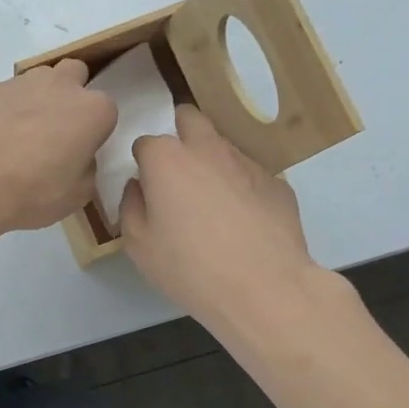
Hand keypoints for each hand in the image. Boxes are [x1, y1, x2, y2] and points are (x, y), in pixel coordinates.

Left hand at [0, 59, 116, 243]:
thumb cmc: (33, 190)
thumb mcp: (76, 195)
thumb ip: (85, 168)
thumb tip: (77, 158)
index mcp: (92, 110)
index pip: (105, 110)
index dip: (92, 129)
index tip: (79, 150)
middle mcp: (60, 85)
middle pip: (74, 74)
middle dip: (68, 94)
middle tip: (53, 129)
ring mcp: (20, 81)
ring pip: (36, 80)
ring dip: (33, 99)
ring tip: (15, 134)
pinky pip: (0, 94)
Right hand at [119, 106, 320, 330]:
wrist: (264, 289)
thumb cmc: (189, 267)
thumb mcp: (138, 244)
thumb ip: (130, 205)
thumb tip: (139, 187)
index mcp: (167, 159)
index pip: (145, 142)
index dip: (143, 164)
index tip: (146, 187)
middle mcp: (207, 149)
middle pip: (189, 119)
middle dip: (179, 133)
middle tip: (177, 173)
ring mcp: (247, 163)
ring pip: (222, 147)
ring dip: (212, 163)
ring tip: (213, 206)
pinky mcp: (278, 183)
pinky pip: (251, 176)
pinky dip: (243, 189)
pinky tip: (244, 223)